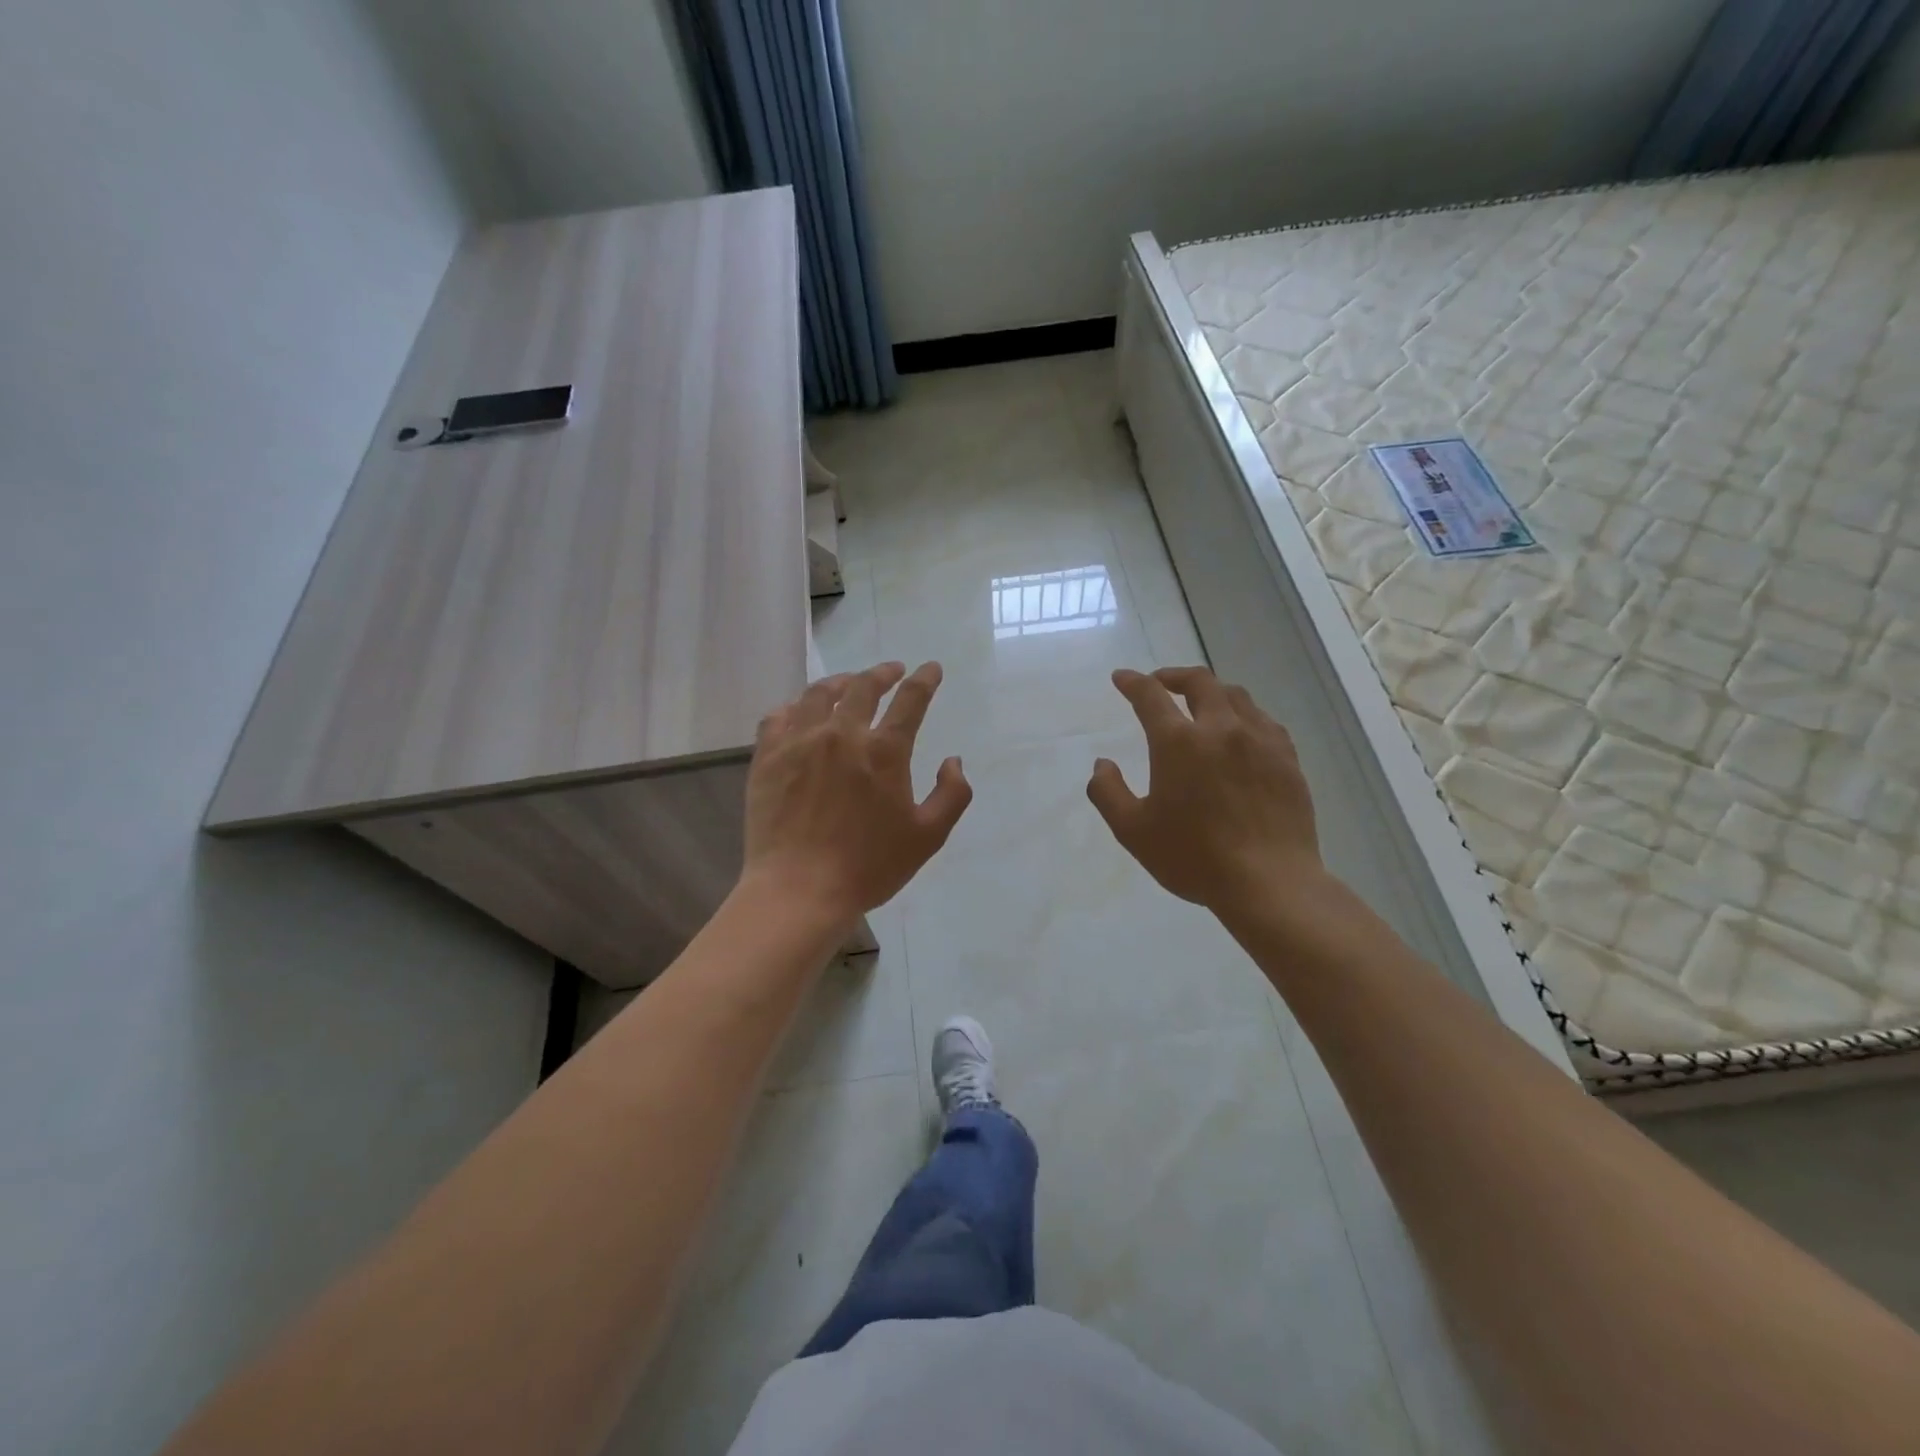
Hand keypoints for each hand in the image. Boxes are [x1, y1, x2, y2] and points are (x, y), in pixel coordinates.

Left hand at [742, 661, 972, 924]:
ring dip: (841, 682)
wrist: (800, 890)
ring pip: (819, 694)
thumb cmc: (869, 866)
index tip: (931, 668)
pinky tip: (802, 711)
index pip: (911, 700)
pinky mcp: (768, 757)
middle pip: (864, 686)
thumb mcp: (928, 836)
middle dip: (883, 673)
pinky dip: (796, 706)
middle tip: (892, 671)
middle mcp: (842, 734)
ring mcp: (800, 741)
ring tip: (849, 683)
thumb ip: (951, 794)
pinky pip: (779, 715)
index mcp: (884, 751)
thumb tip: (953, 761)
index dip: (925, 679)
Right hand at [1087, 666, 1325, 919]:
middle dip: (1174, 676)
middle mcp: (1221, 729)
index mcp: (1179, 743)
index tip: (1122, 678)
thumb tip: (1102, 764)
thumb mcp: (1133, 831)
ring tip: (1200, 703)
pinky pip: (1263, 720)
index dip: (1132, 683)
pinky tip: (1240, 731)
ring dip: (1211, 691)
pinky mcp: (1287, 758)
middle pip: (1199, 682)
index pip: (1150, 696)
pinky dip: (1243, 714)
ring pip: (1236, 696)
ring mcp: (1260, 741)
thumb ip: (1108, 792)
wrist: (1269, 882)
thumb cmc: (1194, 857)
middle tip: (1161, 683)